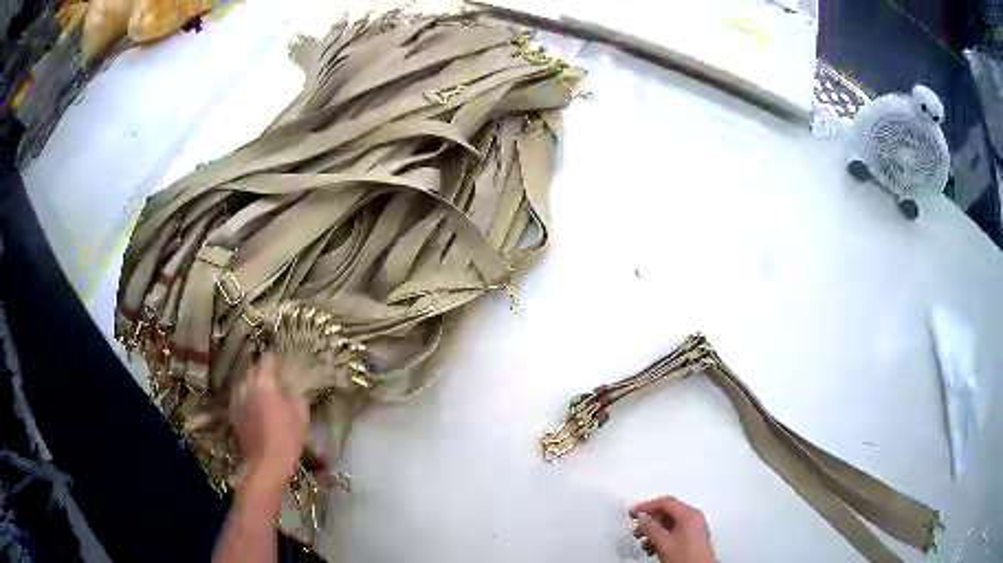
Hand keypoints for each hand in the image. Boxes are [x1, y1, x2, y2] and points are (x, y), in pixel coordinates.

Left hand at [231, 354, 308, 489]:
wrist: (266, 463)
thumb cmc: (286, 438)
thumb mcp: (300, 418)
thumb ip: (299, 399)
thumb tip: (300, 390)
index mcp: (265, 383)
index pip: (267, 359)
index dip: (275, 359)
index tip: (282, 363)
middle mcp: (248, 387)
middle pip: (252, 369)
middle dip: (262, 370)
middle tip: (274, 378)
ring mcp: (237, 400)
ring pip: (244, 383)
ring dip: (253, 384)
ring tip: (263, 392)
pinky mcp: (233, 414)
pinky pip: (239, 398)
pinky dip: (247, 398)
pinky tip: (254, 408)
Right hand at [630, 496, 714, 562]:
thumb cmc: (687, 558)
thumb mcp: (663, 542)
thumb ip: (651, 528)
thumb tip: (643, 518)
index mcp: (690, 514)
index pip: (666, 502)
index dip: (647, 506)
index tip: (634, 512)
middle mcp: (695, 518)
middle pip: (669, 511)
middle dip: (650, 518)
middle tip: (637, 524)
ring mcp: (695, 528)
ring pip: (670, 522)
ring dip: (654, 529)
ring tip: (643, 538)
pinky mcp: (693, 538)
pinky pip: (675, 531)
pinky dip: (662, 536)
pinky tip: (653, 545)